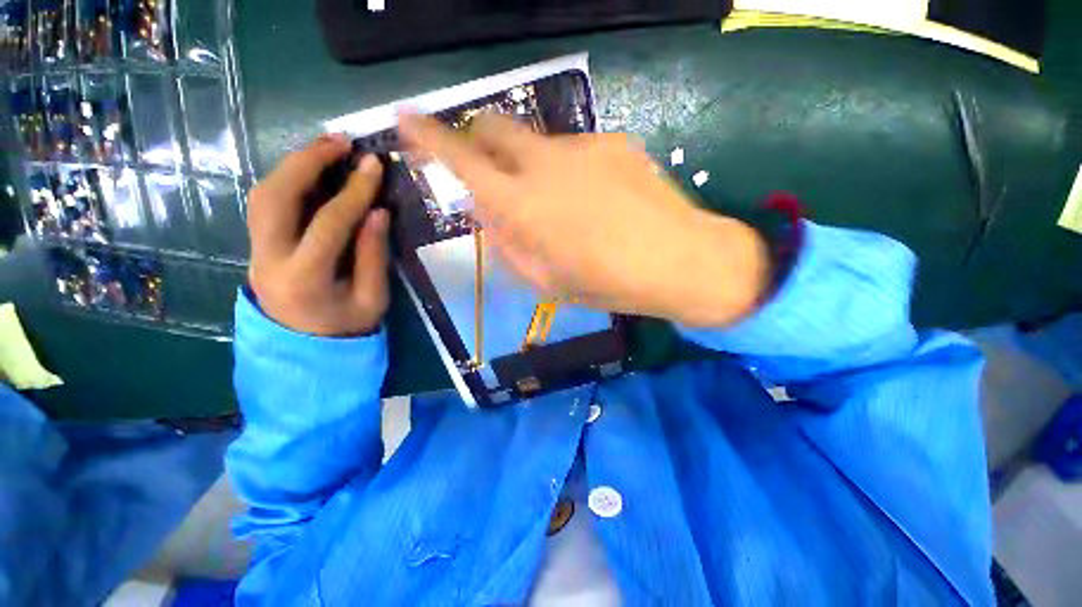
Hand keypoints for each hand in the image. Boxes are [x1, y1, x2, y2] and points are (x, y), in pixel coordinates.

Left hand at [247, 134, 390, 335]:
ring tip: (326, 147)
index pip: (329, 223)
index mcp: (305, 278)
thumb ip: (374, 255)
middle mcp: (269, 259)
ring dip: (293, 164)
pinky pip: (265, 203)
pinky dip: (286, 179)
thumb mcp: (373, 298)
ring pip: (263, 194)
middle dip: (308, 161)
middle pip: (276, 196)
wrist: (305, 350)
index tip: (374, 164)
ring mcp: (256, 251)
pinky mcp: (257, 246)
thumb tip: (378, 212)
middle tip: (341, 141)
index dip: (355, 191)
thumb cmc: (347, 328)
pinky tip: (309, 170)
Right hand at [399, 113, 769, 326]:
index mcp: (521, 203)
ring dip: (532, 167)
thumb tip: (483, 212)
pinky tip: (596, 200)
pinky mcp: (614, 141)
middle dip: (481, 143)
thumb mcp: (544, 279)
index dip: (428, 137)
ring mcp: (582, 146)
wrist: (678, 260)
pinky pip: (575, 152)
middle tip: (492, 173)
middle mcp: (544, 162)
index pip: (461, 158)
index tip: (406, 120)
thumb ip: (505, 243)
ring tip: (563, 208)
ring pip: (537, 144)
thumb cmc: (606, 283)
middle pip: (494, 128)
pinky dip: (568, 171)